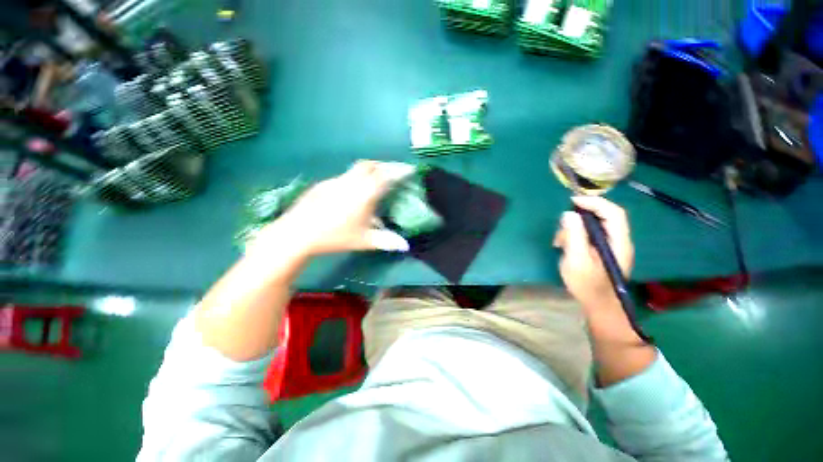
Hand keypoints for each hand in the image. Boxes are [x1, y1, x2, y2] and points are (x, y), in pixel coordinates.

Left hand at [249, 160, 414, 256]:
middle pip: (371, 165)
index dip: (399, 171)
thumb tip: (406, 246)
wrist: (298, 233)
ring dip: (370, 170)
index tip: (409, 169)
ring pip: (356, 169)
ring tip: (375, 180)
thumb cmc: (335, 237)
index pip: (386, 176)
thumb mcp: (364, 241)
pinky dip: (355, 178)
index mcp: (364, 193)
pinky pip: (344, 176)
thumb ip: (386, 241)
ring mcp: (336, 181)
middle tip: (393, 172)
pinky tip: (352, 192)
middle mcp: (351, 182)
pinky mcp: (324, 184)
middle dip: (384, 165)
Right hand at [553, 196, 633, 312]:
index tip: (572, 201)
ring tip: (559, 242)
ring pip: (593, 226)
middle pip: (603, 217)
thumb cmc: (587, 285)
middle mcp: (618, 240)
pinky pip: (588, 235)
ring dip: (574, 229)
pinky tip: (563, 246)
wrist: (598, 306)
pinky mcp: (601, 251)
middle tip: (561, 227)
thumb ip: (574, 236)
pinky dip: (574, 236)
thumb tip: (569, 214)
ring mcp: (610, 246)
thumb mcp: (577, 260)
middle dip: (579, 218)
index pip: (613, 213)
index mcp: (618, 242)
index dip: (595, 203)